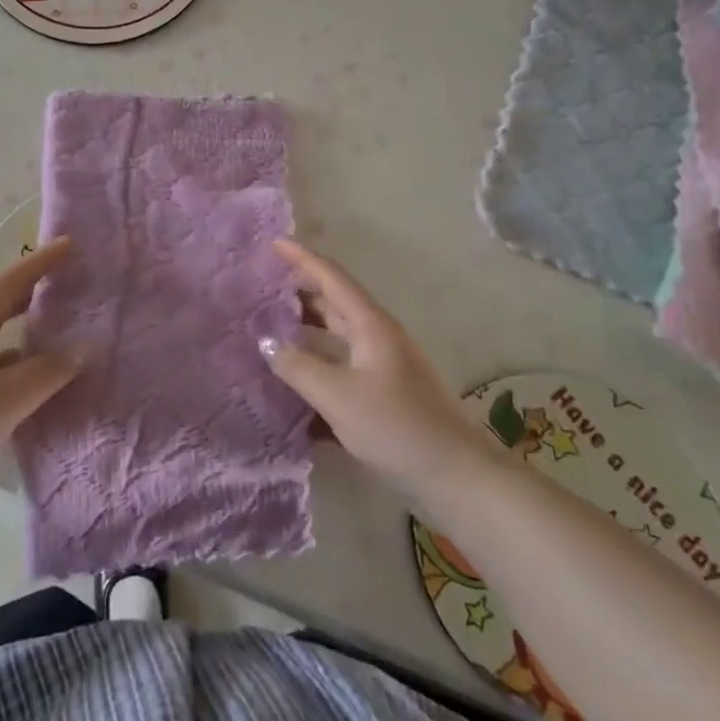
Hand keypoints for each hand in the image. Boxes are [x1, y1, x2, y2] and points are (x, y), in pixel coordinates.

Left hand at [0, 238, 77, 535]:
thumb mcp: (4, 401)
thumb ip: (46, 373)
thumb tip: (80, 349)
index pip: (9, 282)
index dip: (40, 262)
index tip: (70, 245)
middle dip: (33, 292)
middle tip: (69, 285)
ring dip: (26, 334)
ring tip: (62, 335)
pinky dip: (16, 371)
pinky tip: (35, 391)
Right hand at [261, 240, 489, 501]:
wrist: (457, 477)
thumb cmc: (396, 427)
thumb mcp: (338, 396)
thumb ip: (298, 367)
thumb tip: (266, 342)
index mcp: (371, 326)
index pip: (332, 278)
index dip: (303, 259)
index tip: (274, 243)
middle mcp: (378, 338)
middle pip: (335, 304)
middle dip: (300, 291)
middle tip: (263, 286)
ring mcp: (384, 367)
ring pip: (338, 337)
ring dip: (307, 330)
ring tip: (270, 328)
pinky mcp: (385, 395)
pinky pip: (343, 369)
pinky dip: (319, 367)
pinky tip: (294, 384)